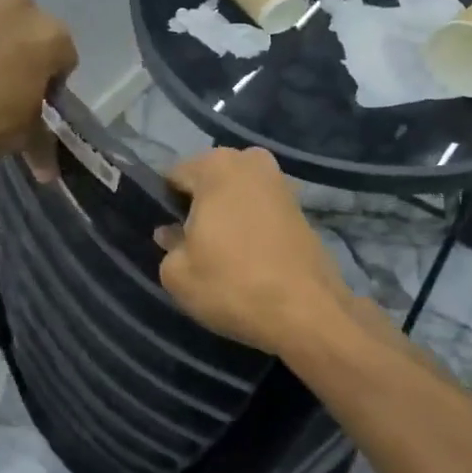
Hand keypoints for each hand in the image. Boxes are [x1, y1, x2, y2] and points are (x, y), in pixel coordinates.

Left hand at [0, 0, 77, 166]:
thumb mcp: (22, 136)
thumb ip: (42, 142)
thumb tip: (49, 173)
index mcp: (51, 35)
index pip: (65, 59)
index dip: (51, 83)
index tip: (35, 103)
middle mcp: (22, 5)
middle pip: (33, 30)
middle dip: (26, 52)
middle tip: (7, 85)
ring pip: (0, 19)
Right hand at [156, 148, 351, 354]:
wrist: (307, 312)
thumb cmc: (232, 284)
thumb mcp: (177, 273)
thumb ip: (167, 245)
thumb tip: (171, 233)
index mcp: (216, 165)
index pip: (173, 177)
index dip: (164, 206)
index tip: (166, 236)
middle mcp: (251, 161)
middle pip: (209, 181)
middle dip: (198, 206)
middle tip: (192, 246)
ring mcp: (281, 181)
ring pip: (237, 194)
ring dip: (226, 215)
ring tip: (222, 254)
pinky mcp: (301, 207)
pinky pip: (261, 209)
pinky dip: (251, 225)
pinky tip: (249, 257)